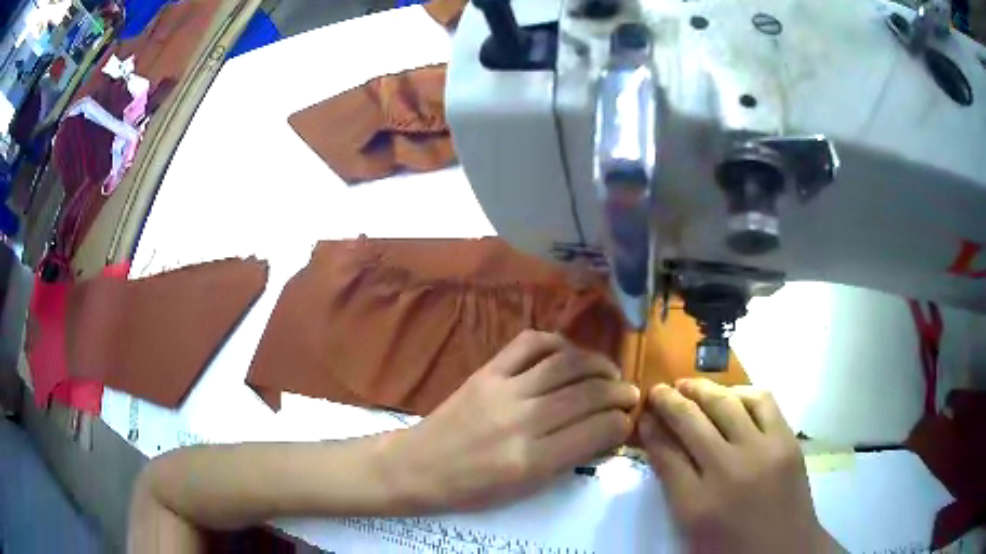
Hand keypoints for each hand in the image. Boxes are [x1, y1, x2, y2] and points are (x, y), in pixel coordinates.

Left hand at [384, 330, 638, 512]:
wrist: (420, 466)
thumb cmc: (473, 489)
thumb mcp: (526, 488)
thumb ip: (568, 459)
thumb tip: (605, 431)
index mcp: (532, 460)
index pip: (597, 431)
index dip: (622, 423)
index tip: (628, 420)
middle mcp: (522, 421)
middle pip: (587, 394)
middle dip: (618, 392)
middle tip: (629, 393)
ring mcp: (503, 390)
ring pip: (565, 364)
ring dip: (597, 363)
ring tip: (609, 371)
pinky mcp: (486, 371)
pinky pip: (529, 343)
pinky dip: (557, 342)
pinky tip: (569, 354)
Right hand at [641, 379, 842, 553]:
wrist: (785, 550)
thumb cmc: (731, 548)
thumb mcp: (692, 528)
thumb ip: (675, 487)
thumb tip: (662, 445)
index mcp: (696, 505)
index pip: (665, 454)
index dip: (650, 429)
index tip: (642, 415)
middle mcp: (727, 471)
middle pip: (691, 422)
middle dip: (668, 401)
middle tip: (658, 390)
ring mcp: (761, 451)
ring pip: (725, 404)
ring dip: (702, 389)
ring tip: (688, 385)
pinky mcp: (786, 440)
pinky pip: (762, 401)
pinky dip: (741, 392)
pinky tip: (730, 395)